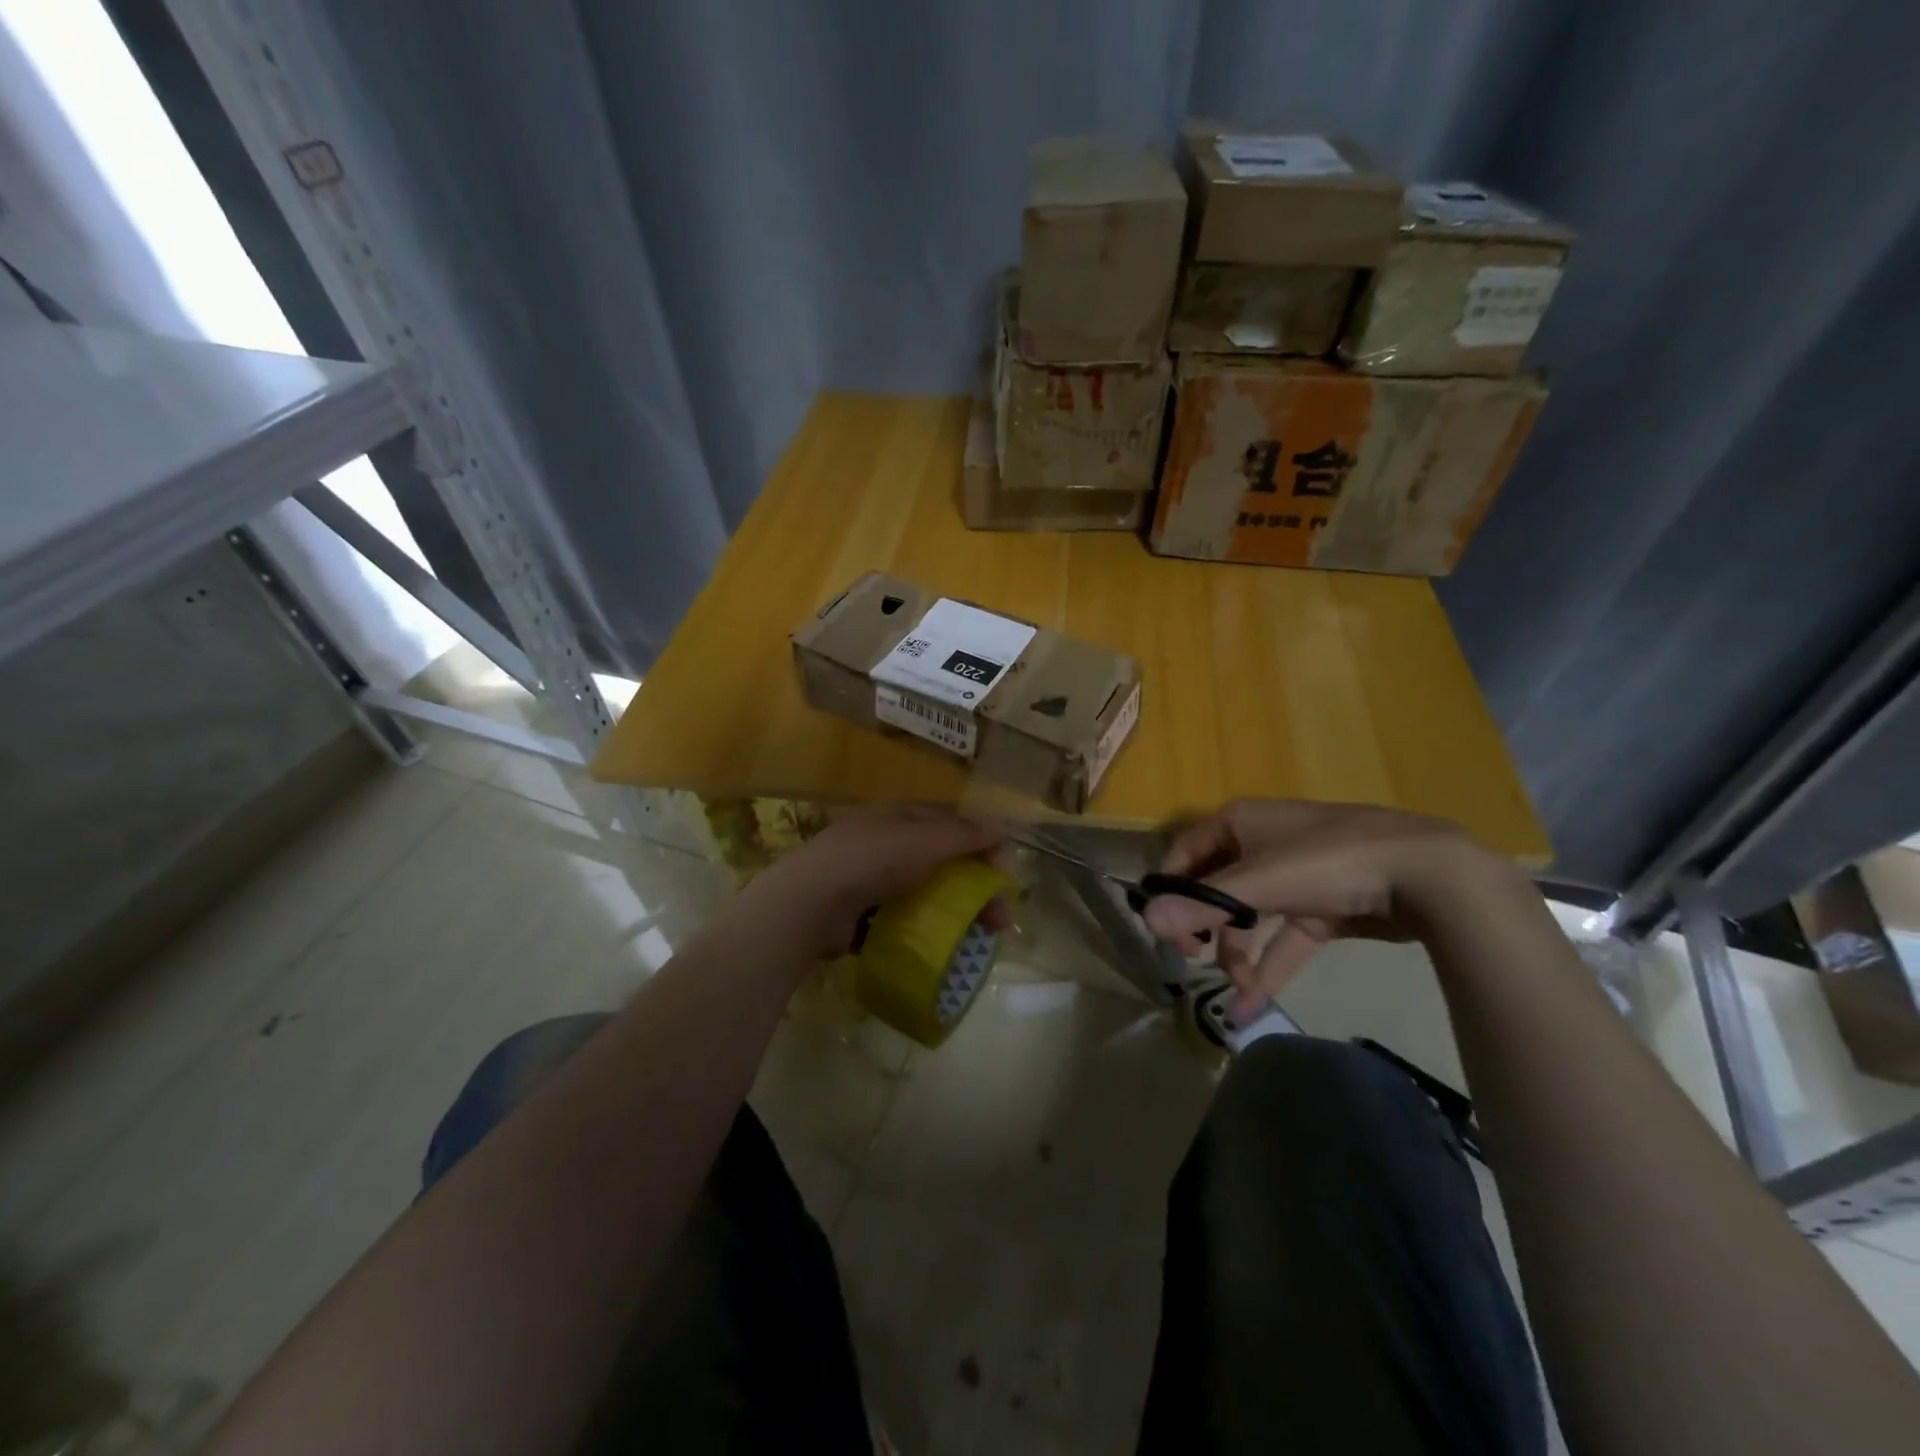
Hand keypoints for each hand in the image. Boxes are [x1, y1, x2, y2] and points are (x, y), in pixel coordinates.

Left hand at [737, 803, 1002, 959]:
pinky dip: (921, 931)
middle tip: (998, 920)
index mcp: (898, 816)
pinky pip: (899, 919)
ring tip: (975, 940)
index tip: (1005, 872)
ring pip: (922, 892)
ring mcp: (867, 879)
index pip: (949, 823)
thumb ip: (964, 834)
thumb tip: (1002, 829)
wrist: (810, 904)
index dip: (981, 843)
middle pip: (940, 861)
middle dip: (974, 887)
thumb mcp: (925, 840)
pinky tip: (936, 950)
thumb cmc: (872, 860)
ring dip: (952, 913)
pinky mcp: (856, 913)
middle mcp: (883, 842)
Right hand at [1142, 799, 1506, 1022]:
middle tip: (1192, 961)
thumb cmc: (1329, 860)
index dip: (1170, 890)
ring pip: (1249, 919)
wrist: (1428, 873)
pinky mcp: (1323, 909)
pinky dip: (1268, 969)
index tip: (1162, 930)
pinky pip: (1283, 940)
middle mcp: (1261, 845)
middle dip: (1203, 929)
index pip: (1185, 854)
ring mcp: (1295, 878)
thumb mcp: (1259, 882)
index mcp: (1240, 824)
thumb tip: (1145, 921)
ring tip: (1232, 992)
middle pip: (1216, 889)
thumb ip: (1201, 905)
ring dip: (1236, 955)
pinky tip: (1249, 1006)